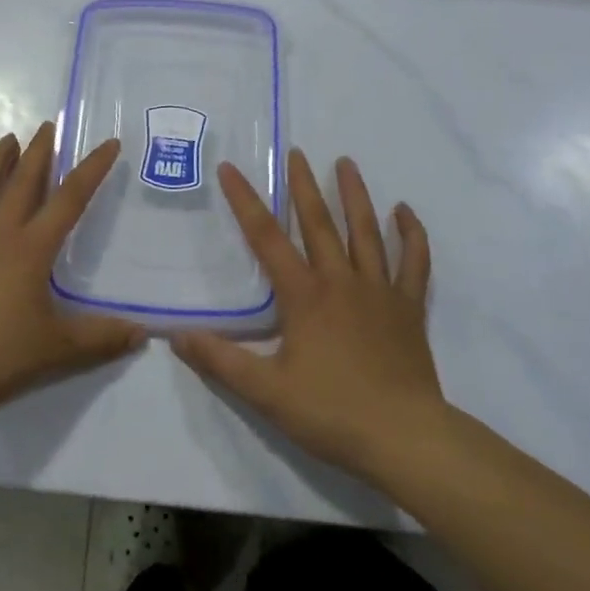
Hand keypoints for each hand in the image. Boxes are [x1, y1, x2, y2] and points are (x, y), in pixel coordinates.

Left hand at [0, 125, 145, 425]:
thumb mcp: (59, 350)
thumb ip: (102, 338)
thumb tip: (144, 334)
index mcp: (31, 250)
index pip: (69, 199)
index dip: (92, 169)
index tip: (108, 143)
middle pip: (21, 183)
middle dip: (38, 152)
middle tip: (47, 126)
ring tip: (7, 140)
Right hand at [173, 150, 444, 488]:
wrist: (405, 438)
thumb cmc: (332, 412)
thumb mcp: (266, 392)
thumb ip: (221, 361)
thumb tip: (176, 335)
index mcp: (304, 295)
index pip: (266, 238)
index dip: (245, 201)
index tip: (231, 169)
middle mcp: (340, 281)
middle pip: (318, 223)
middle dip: (303, 185)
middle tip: (296, 152)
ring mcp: (379, 290)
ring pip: (365, 231)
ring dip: (354, 195)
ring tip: (346, 163)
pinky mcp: (408, 307)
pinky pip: (413, 262)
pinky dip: (411, 235)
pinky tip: (405, 212)